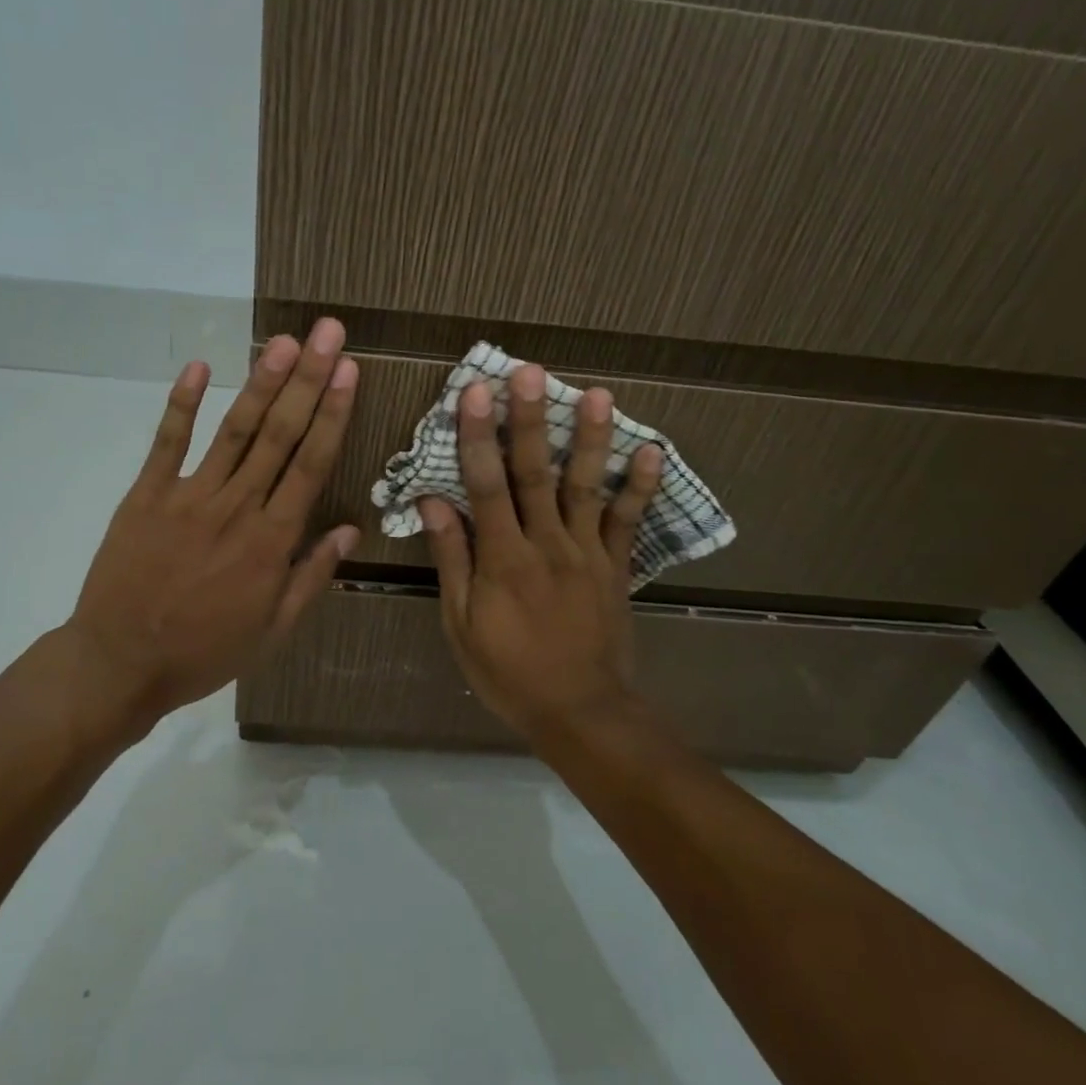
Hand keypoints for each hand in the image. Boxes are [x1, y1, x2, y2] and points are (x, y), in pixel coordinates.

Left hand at [62, 319, 359, 733]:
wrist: (120, 664)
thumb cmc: (204, 651)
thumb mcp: (273, 630)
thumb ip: (311, 576)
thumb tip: (350, 530)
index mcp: (271, 541)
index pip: (311, 464)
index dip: (332, 413)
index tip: (348, 371)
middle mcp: (237, 507)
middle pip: (279, 434)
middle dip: (307, 379)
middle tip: (326, 332)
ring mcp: (189, 496)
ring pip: (233, 431)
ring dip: (260, 383)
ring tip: (282, 341)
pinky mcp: (146, 495)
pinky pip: (167, 443)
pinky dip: (181, 405)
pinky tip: (198, 368)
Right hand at [419, 365, 662, 742]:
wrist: (580, 712)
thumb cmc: (508, 672)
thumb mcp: (461, 624)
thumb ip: (452, 559)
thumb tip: (433, 502)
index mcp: (503, 558)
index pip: (485, 485)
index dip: (477, 436)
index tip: (474, 391)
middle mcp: (546, 543)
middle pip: (535, 473)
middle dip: (530, 420)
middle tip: (531, 372)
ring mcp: (587, 552)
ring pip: (586, 486)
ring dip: (590, 439)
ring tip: (598, 395)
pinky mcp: (616, 566)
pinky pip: (629, 521)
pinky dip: (641, 486)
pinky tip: (651, 450)